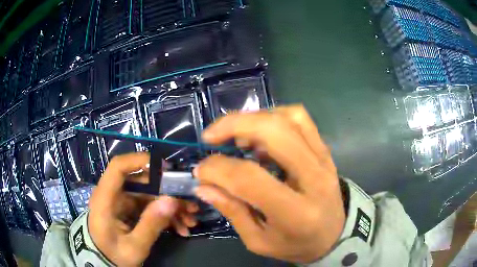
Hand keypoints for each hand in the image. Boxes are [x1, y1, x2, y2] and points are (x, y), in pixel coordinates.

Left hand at [88, 152, 198, 265]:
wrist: (103, 262)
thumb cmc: (113, 254)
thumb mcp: (134, 247)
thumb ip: (150, 225)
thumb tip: (172, 200)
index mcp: (106, 199)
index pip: (118, 167)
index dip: (139, 161)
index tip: (166, 169)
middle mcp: (114, 195)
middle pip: (142, 182)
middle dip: (168, 193)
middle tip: (190, 206)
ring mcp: (123, 203)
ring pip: (150, 195)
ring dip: (171, 207)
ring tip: (190, 221)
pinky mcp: (130, 210)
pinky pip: (150, 207)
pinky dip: (165, 216)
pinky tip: (180, 228)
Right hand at [193, 105, 344, 263]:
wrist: (334, 235)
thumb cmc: (296, 244)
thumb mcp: (259, 241)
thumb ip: (233, 211)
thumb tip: (204, 185)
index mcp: (296, 212)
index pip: (251, 178)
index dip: (218, 169)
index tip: (201, 171)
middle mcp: (314, 178)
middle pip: (275, 132)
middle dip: (234, 125)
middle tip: (211, 136)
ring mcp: (324, 159)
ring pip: (289, 118)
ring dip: (255, 118)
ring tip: (235, 134)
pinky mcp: (325, 151)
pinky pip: (301, 119)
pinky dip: (275, 115)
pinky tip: (261, 131)